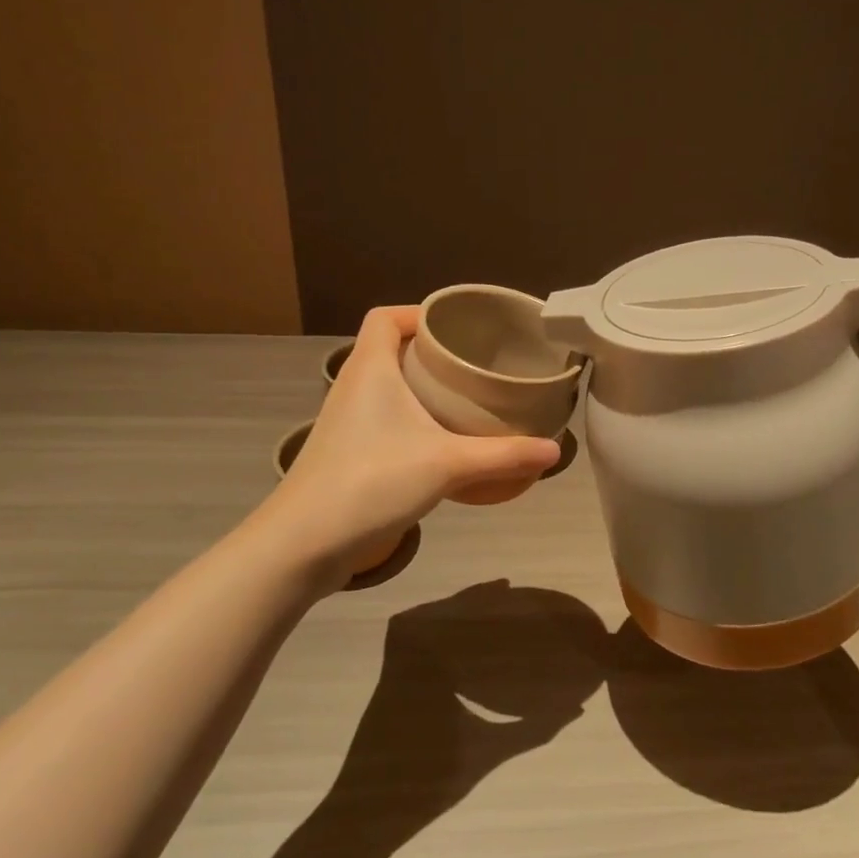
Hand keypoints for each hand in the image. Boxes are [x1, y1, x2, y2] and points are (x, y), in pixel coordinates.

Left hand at [259, 308, 559, 586]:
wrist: (303, 544)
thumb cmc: (371, 482)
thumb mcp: (447, 465)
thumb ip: (504, 455)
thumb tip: (555, 452)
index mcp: (370, 369)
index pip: (384, 318)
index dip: (416, 313)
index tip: (456, 327)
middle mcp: (353, 387)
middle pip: (389, 350)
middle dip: (430, 352)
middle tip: (474, 364)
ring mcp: (346, 422)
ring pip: (386, 388)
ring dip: (421, 388)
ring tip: (465, 399)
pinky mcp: (346, 454)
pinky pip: (384, 420)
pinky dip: (411, 420)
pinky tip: (441, 443)